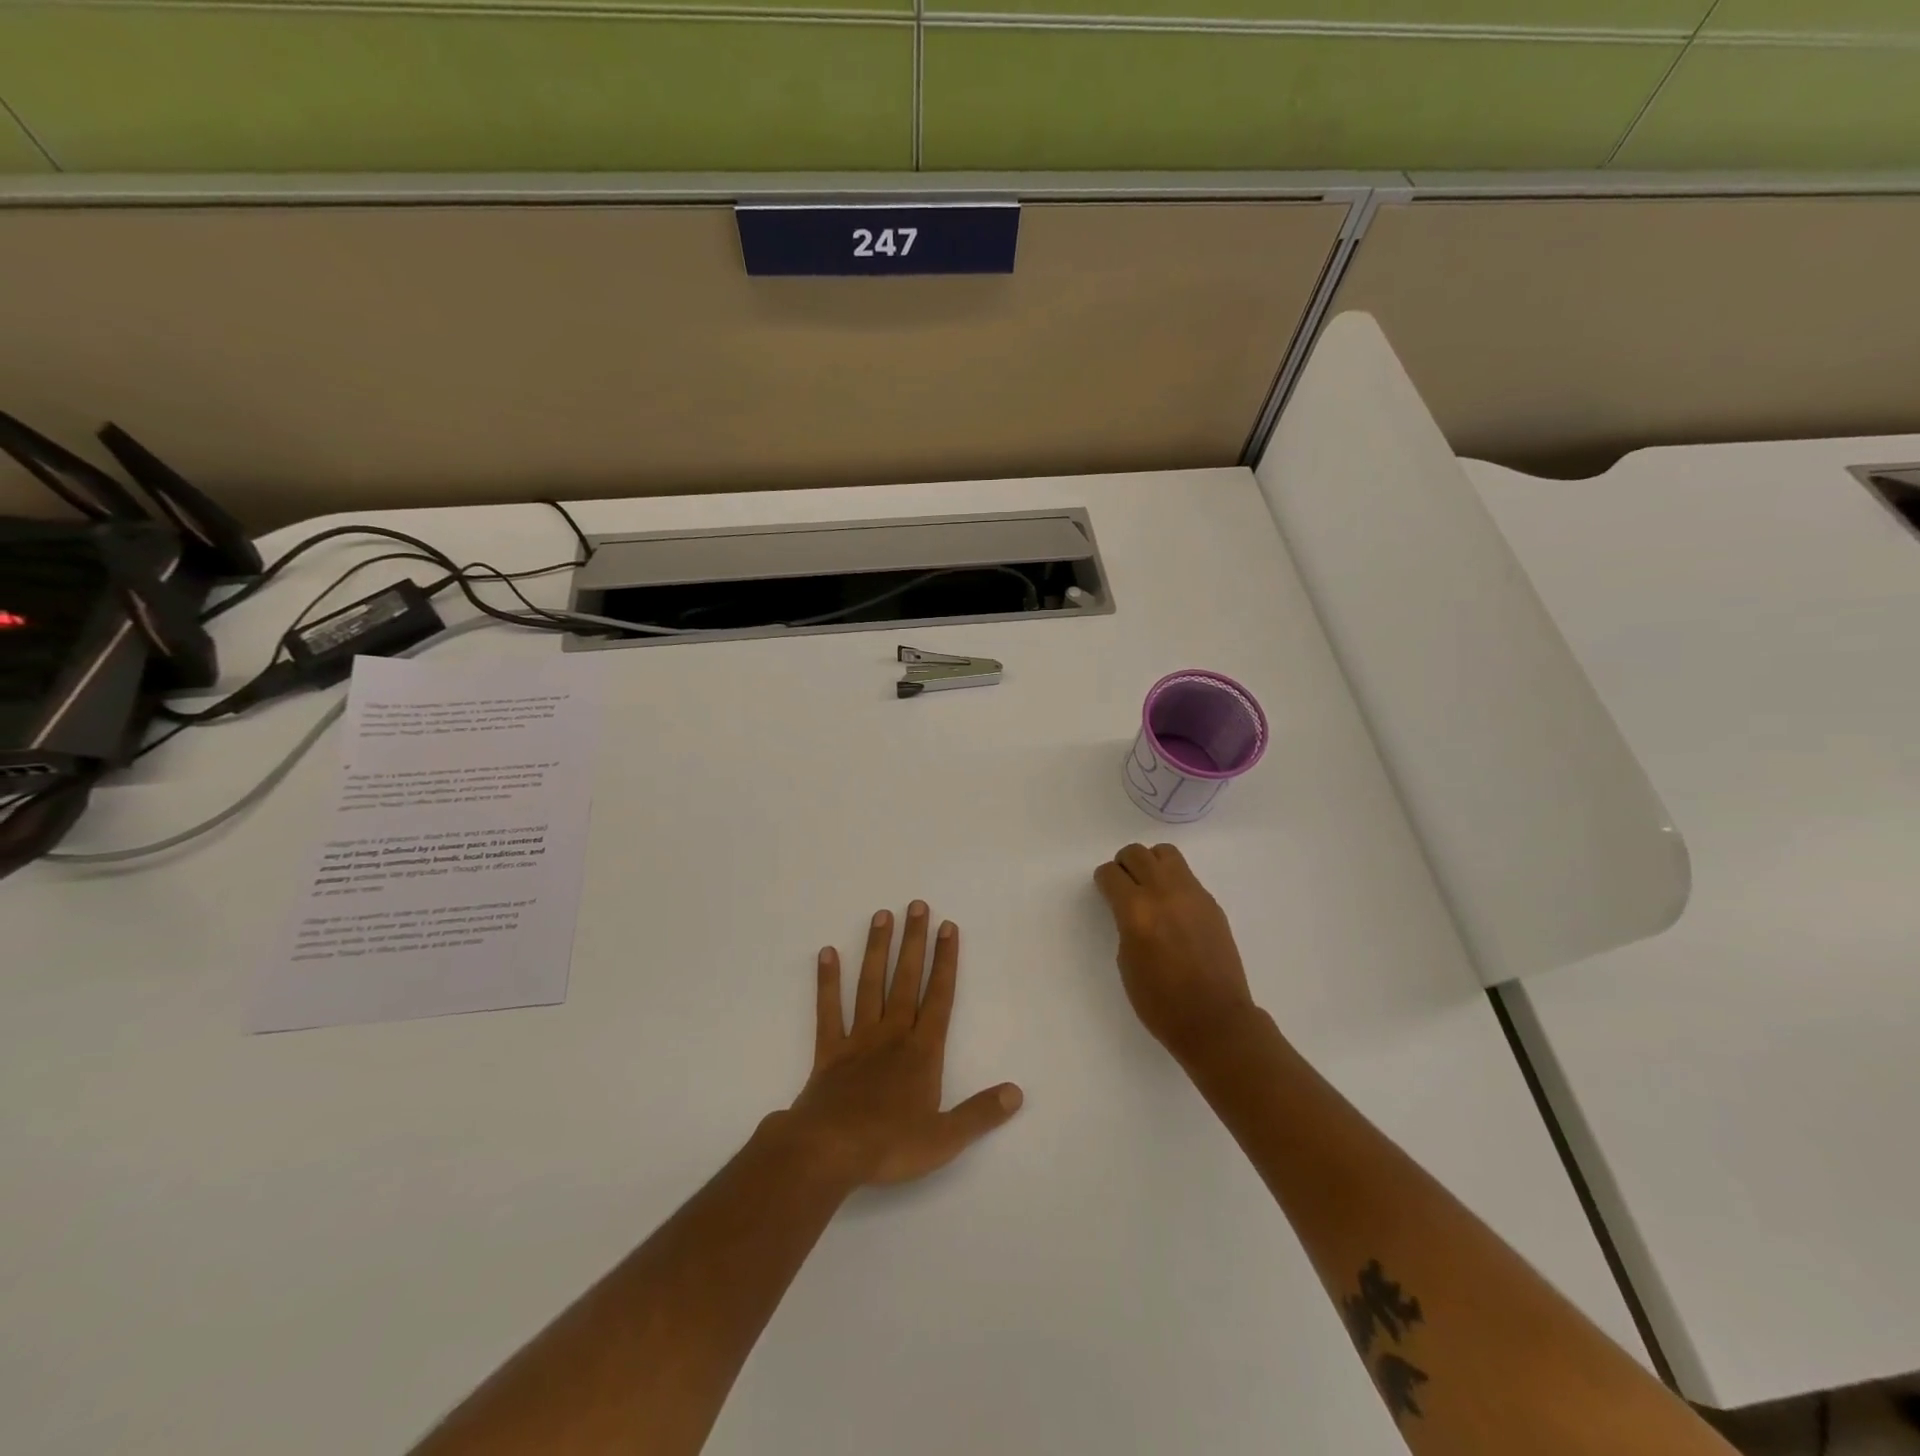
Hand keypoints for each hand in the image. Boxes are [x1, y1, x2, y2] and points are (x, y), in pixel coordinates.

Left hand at [785, 902, 1022, 1187]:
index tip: (947, 927)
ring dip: (877, 950)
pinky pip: (828, 1010)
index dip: (946, 961)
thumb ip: (981, 1113)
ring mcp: (858, 1039)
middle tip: (917, 905)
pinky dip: (827, 982)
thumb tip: (1017, 1092)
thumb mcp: (945, 1138)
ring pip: (870, 985)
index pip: (939, 997)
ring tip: (881, 915)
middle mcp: (892, 1034)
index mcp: (922, 1052)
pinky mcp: (828, 1051)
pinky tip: (827, 953)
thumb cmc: (890, 1145)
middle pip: (906, 980)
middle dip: (914, 942)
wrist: (829, 1151)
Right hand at [1094, 843, 1257, 1062]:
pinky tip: (1174, 908)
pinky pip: (1186, 876)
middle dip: (1124, 865)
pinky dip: (1173, 881)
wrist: (1215, 1020)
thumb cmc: (1161, 1002)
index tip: (1105, 891)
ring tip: (1150, 887)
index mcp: (1136, 910)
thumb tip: (1131, 910)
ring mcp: (1192, 894)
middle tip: (1124, 885)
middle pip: (1137, 853)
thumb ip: (1126, 925)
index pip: (1111, 874)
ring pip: (1165, 853)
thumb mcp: (1126, 962)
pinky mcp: (1211, 903)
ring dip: (1151, 863)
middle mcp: (1163, 893)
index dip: (1103, 881)